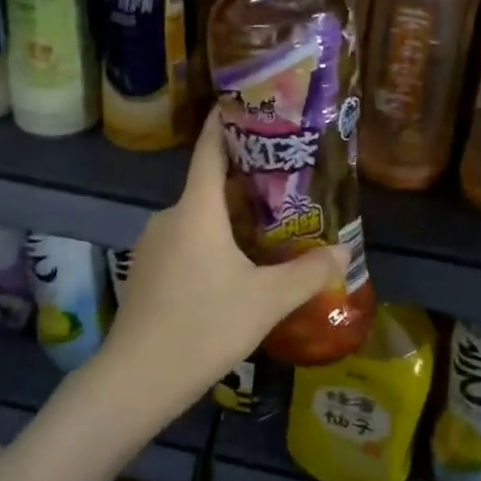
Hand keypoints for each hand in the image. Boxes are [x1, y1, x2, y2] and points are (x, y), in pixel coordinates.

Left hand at [97, 113, 344, 421]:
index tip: (242, 103)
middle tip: (284, 184)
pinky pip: (183, 242)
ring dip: (228, 220)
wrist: (137, 377)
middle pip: (208, 186)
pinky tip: (232, 271)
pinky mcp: (145, 271)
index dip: (224, 122)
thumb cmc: (204, 325)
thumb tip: (342, 253)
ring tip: (267, 230)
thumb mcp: (266, 300)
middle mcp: (169, 216)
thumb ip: (307, 274)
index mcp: (196, 209)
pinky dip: (209, 244)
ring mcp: (152, 244)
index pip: (209, 149)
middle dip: (244, 183)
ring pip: (197, 219)